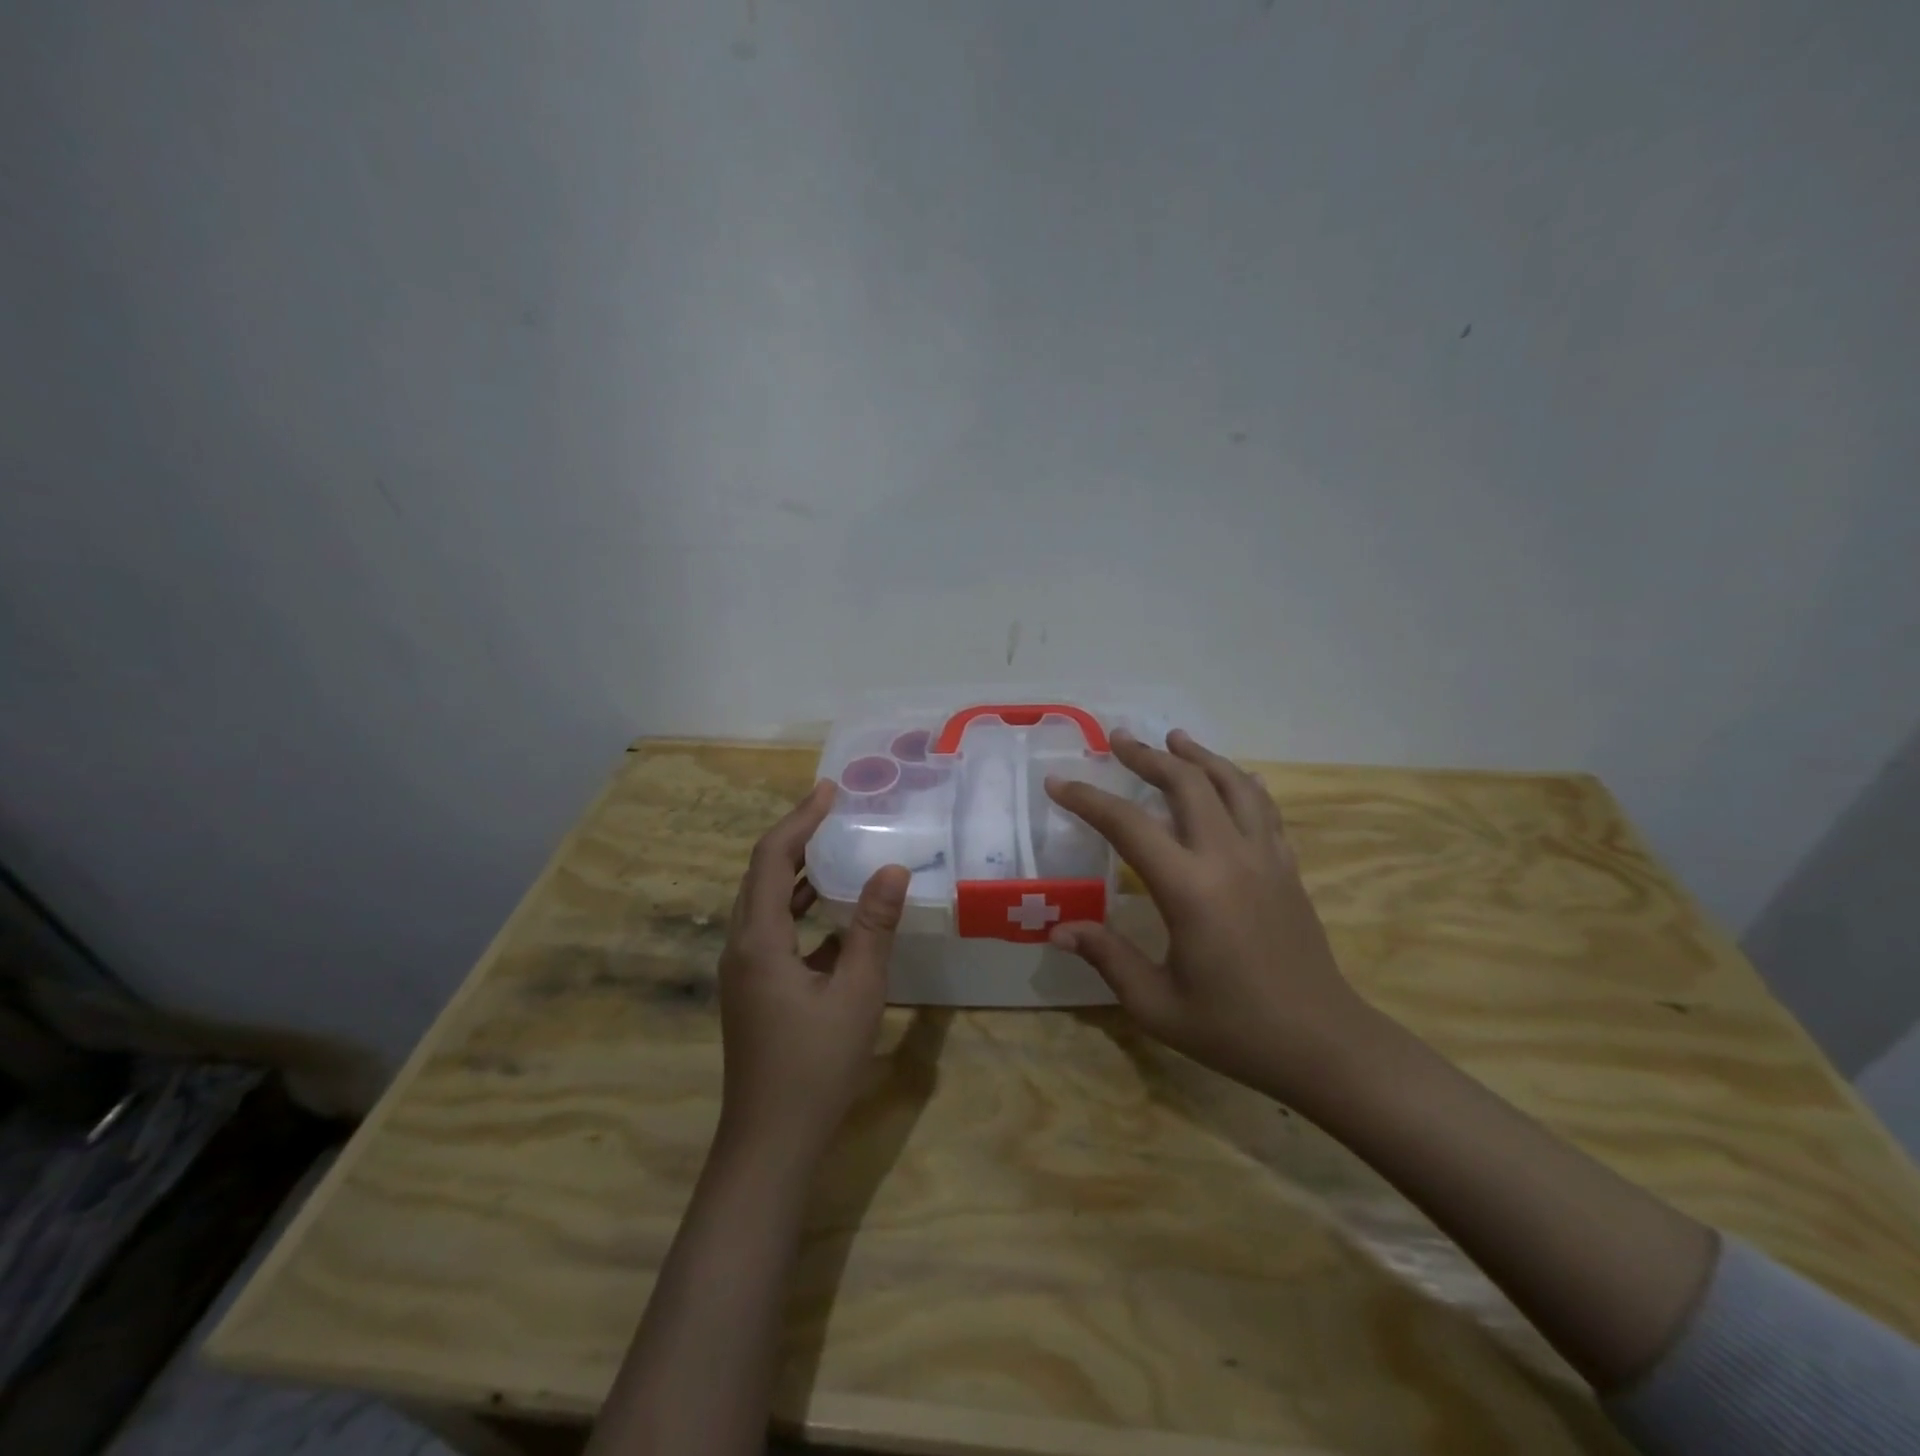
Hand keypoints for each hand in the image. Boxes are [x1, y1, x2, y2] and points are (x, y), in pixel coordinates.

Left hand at [716, 781, 909, 1163]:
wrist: (770, 1143)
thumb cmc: (815, 1067)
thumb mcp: (857, 992)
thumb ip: (873, 927)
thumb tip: (892, 868)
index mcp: (758, 939)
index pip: (773, 858)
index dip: (800, 819)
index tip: (830, 790)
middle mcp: (741, 945)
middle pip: (762, 873)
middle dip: (796, 836)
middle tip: (835, 809)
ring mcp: (744, 969)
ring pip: (767, 903)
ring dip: (798, 872)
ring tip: (838, 846)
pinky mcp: (754, 989)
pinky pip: (775, 930)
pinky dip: (802, 909)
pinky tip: (836, 913)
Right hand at [1044, 729, 1368, 1104]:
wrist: (1322, 1043)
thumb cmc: (1233, 1029)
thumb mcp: (1156, 1003)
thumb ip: (1107, 957)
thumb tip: (1058, 929)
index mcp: (1189, 889)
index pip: (1127, 825)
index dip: (1088, 799)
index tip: (1058, 782)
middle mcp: (1228, 858)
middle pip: (1186, 784)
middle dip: (1148, 756)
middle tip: (1118, 738)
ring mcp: (1265, 858)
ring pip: (1232, 784)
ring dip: (1199, 757)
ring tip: (1174, 739)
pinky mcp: (1287, 867)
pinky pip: (1264, 809)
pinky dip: (1241, 783)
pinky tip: (1235, 777)